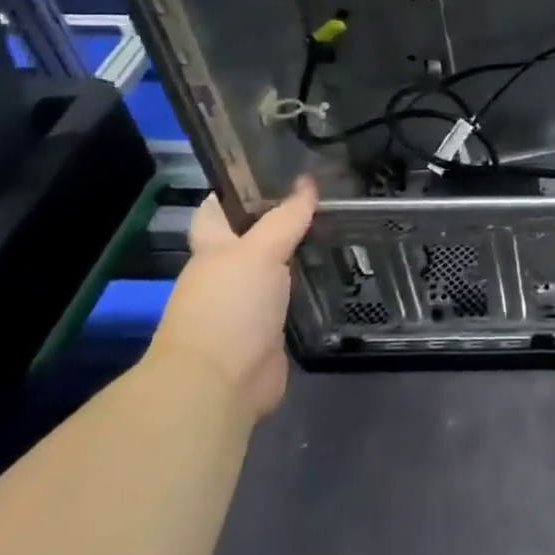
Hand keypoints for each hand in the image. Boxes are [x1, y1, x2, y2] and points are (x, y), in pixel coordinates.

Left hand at [152, 178, 318, 418]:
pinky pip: (292, 300)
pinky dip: (310, 288)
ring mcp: (246, 306)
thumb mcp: (260, 251)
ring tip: (341, 230)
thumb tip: (308, 182)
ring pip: (276, 270)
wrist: (219, 384)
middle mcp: (226, 275)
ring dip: (301, 255)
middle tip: (326, 198)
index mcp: (212, 250)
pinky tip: (339, 273)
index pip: (217, 210)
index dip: (237, 190)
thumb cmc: (228, 306)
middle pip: (253, 239)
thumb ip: (286, 217)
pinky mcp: (269, 333)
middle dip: (282, 221)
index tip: (273, 170)